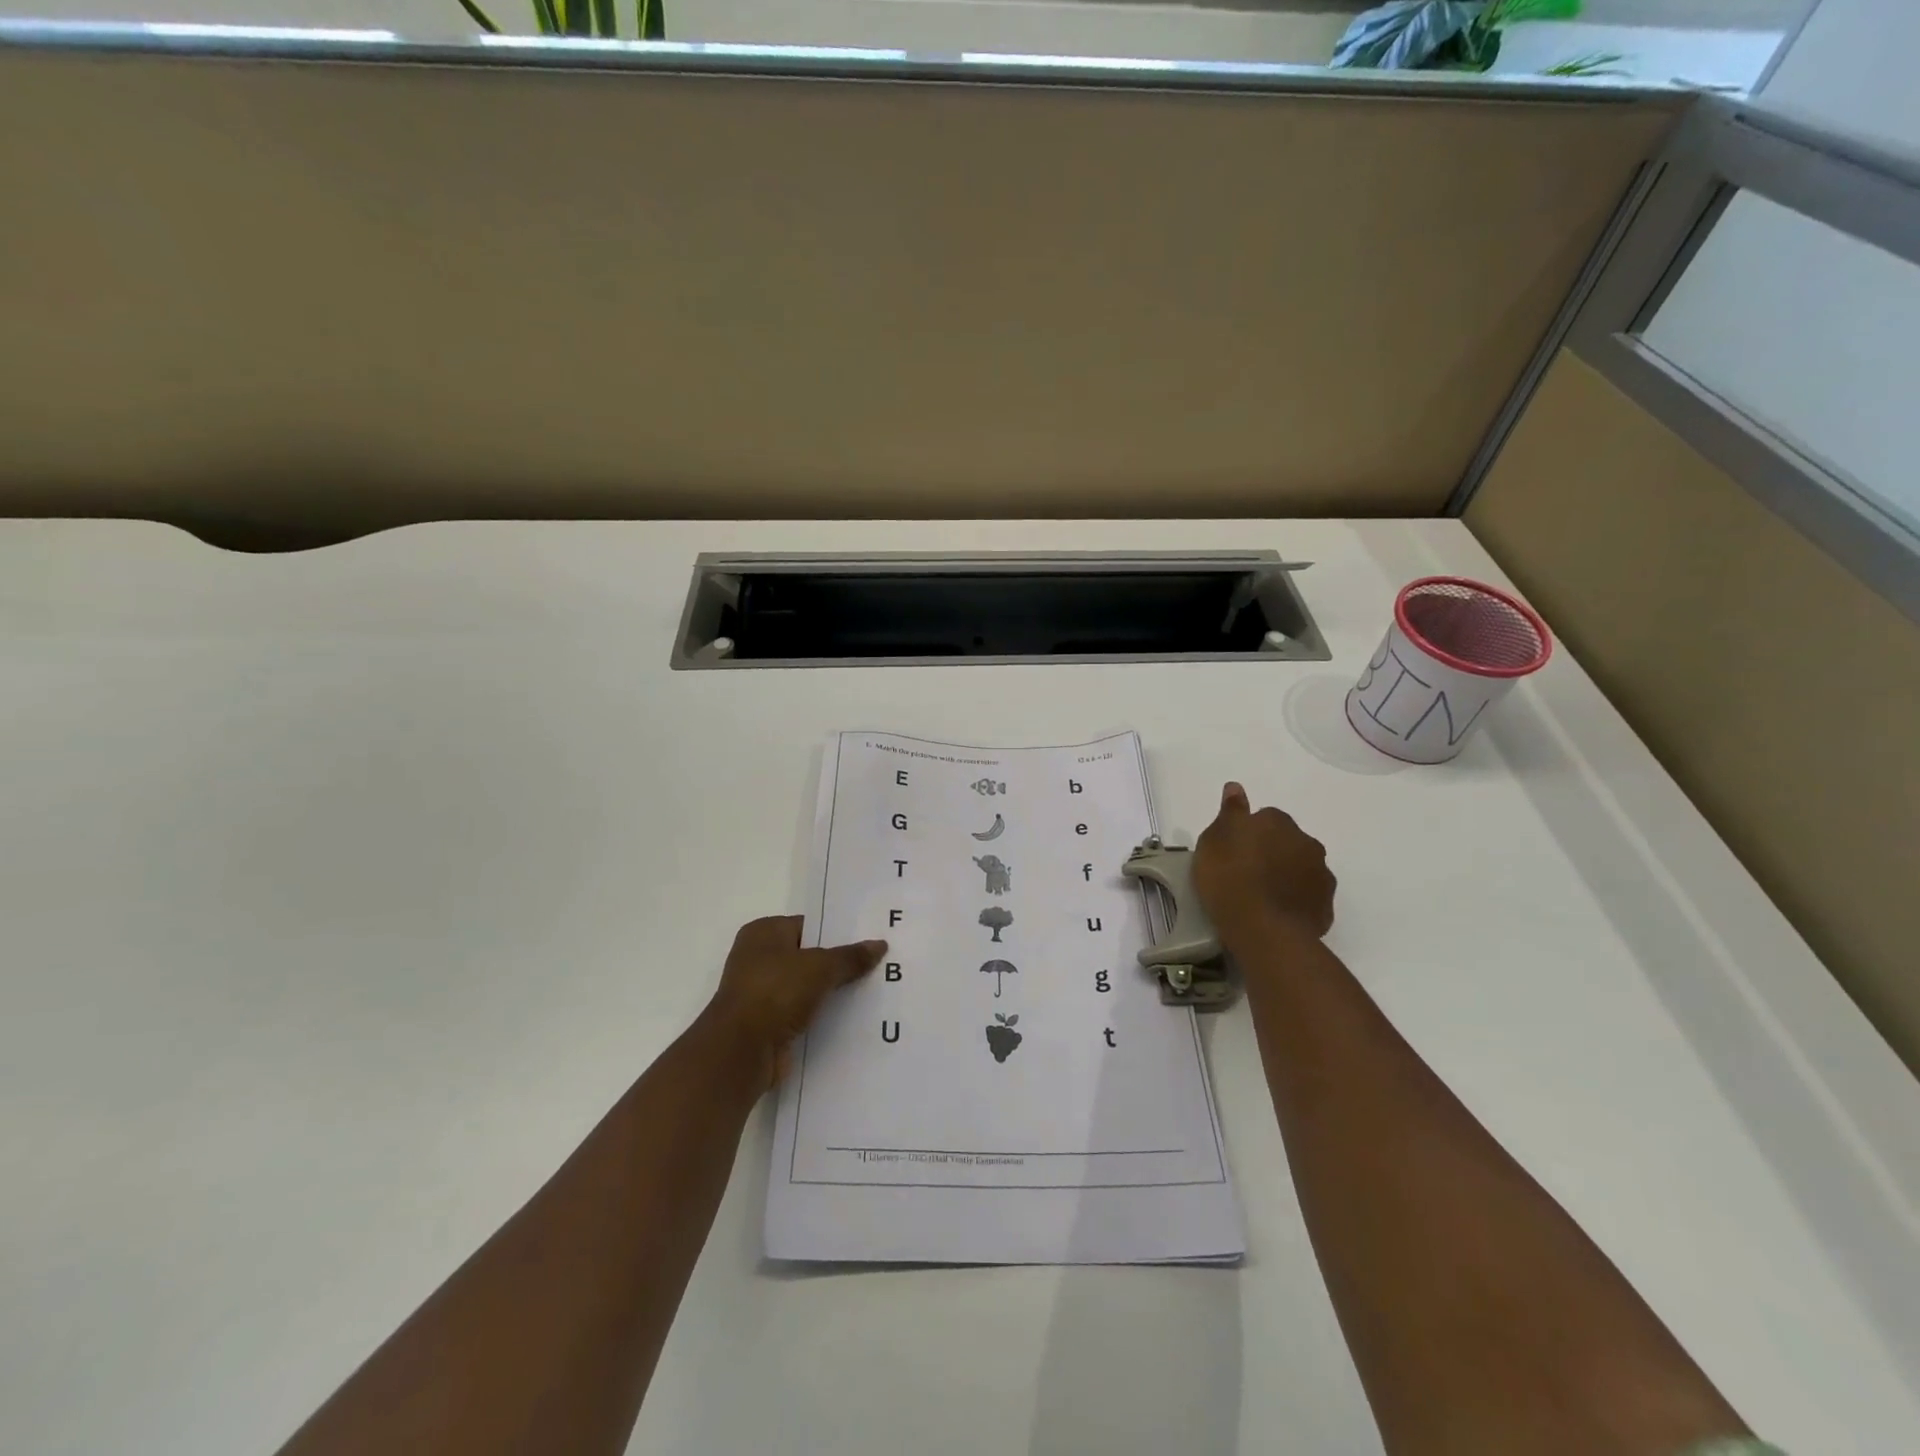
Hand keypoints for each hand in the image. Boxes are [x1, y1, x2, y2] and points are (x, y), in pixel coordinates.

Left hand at [698, 915, 886, 1087]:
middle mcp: (758, 958)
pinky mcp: (767, 1023)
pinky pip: (802, 1012)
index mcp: (764, 933)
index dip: (837, 933)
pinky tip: (851, 1017)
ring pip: (807, 986)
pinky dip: (821, 1015)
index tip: (868, 940)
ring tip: (871, 990)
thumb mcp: (820, 967)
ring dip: (831, 992)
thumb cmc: (775, 992)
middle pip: (808, 956)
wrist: (741, 1051)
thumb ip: (850, 957)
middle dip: (838, 963)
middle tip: (876, 964)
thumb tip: (880, 945)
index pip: (808, 926)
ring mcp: (761, 992)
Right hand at [1193, 782, 1335, 945]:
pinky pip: (1308, 897)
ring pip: (1301, 868)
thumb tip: (1235, 787)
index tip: (1233, 850)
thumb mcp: (1214, 840)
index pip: (1265, 817)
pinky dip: (1295, 901)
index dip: (1248, 833)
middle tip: (1245, 872)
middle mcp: (1307, 843)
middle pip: (1288, 841)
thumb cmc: (1230, 879)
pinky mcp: (1325, 907)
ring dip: (1286, 875)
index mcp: (1278, 823)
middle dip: (1272, 852)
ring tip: (1261, 896)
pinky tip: (1276, 913)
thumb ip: (1229, 812)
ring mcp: (1321, 876)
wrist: (1263, 930)